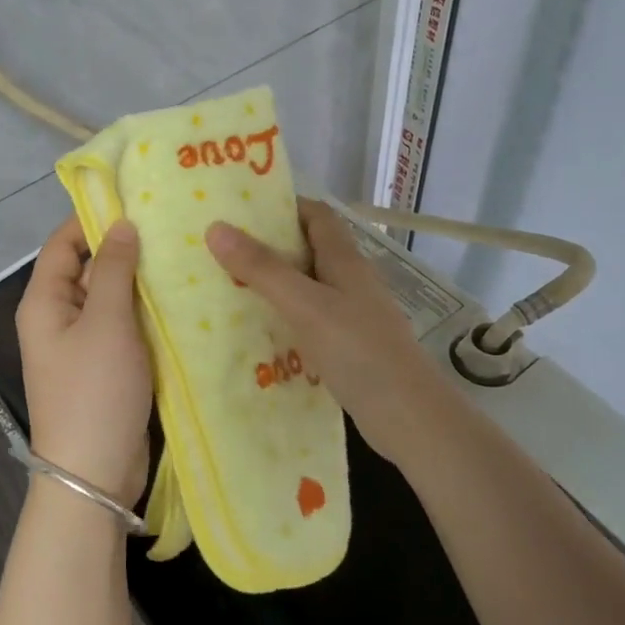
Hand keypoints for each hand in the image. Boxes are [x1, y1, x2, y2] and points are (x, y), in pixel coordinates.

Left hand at [15, 216, 153, 507]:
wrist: (94, 474)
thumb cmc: (95, 390)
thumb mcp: (107, 323)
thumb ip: (115, 270)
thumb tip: (121, 225)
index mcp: (45, 302)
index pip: (62, 244)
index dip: (92, 219)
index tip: (134, 200)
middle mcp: (58, 319)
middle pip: (88, 270)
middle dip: (124, 250)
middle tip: (172, 229)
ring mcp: (82, 346)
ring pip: (111, 300)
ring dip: (139, 283)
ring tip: (184, 257)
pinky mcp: (106, 368)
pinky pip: (124, 328)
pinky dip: (145, 314)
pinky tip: (180, 301)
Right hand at [206, 198, 462, 462]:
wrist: (408, 417)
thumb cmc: (359, 351)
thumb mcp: (305, 305)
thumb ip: (262, 269)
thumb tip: (216, 228)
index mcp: (345, 261)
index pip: (316, 216)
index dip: (283, 207)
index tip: (240, 211)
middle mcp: (350, 282)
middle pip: (307, 251)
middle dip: (268, 248)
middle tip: (221, 251)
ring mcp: (351, 316)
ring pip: (306, 289)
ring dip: (273, 286)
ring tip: (226, 289)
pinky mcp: (347, 348)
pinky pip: (308, 322)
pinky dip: (283, 321)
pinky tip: (256, 334)